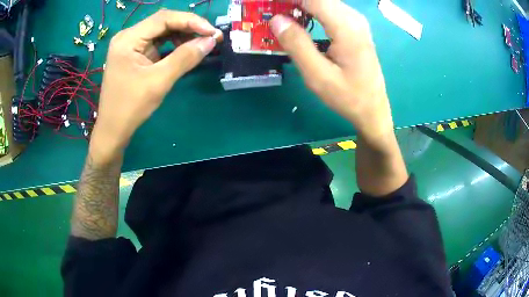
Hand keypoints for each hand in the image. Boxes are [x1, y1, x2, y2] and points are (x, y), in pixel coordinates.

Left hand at [90, 10, 220, 162]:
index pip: (164, 18)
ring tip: (201, 44)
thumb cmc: (130, 107)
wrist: (113, 130)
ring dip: (182, 35)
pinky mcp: (134, 54)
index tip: (213, 32)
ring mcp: (130, 45)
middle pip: (163, 22)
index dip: (191, 21)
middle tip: (210, 37)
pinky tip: (185, 50)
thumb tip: (210, 41)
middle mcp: (128, 36)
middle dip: (188, 27)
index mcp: (128, 39)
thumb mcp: (159, 81)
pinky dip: (173, 45)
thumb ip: (185, 58)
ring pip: (161, 31)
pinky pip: (157, 43)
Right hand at [270, 0, 392, 143]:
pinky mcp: (354, 27)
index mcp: (346, 27)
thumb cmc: (348, 96)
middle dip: (292, 2)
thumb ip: (297, 44)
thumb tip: (276, 19)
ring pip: (323, 2)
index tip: (267, 4)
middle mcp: (353, 18)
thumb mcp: (318, 76)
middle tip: (272, 11)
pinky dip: (310, 10)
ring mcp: (356, 22)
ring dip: (300, 5)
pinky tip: (299, 20)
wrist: (372, 109)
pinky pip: (329, 10)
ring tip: (281, 15)